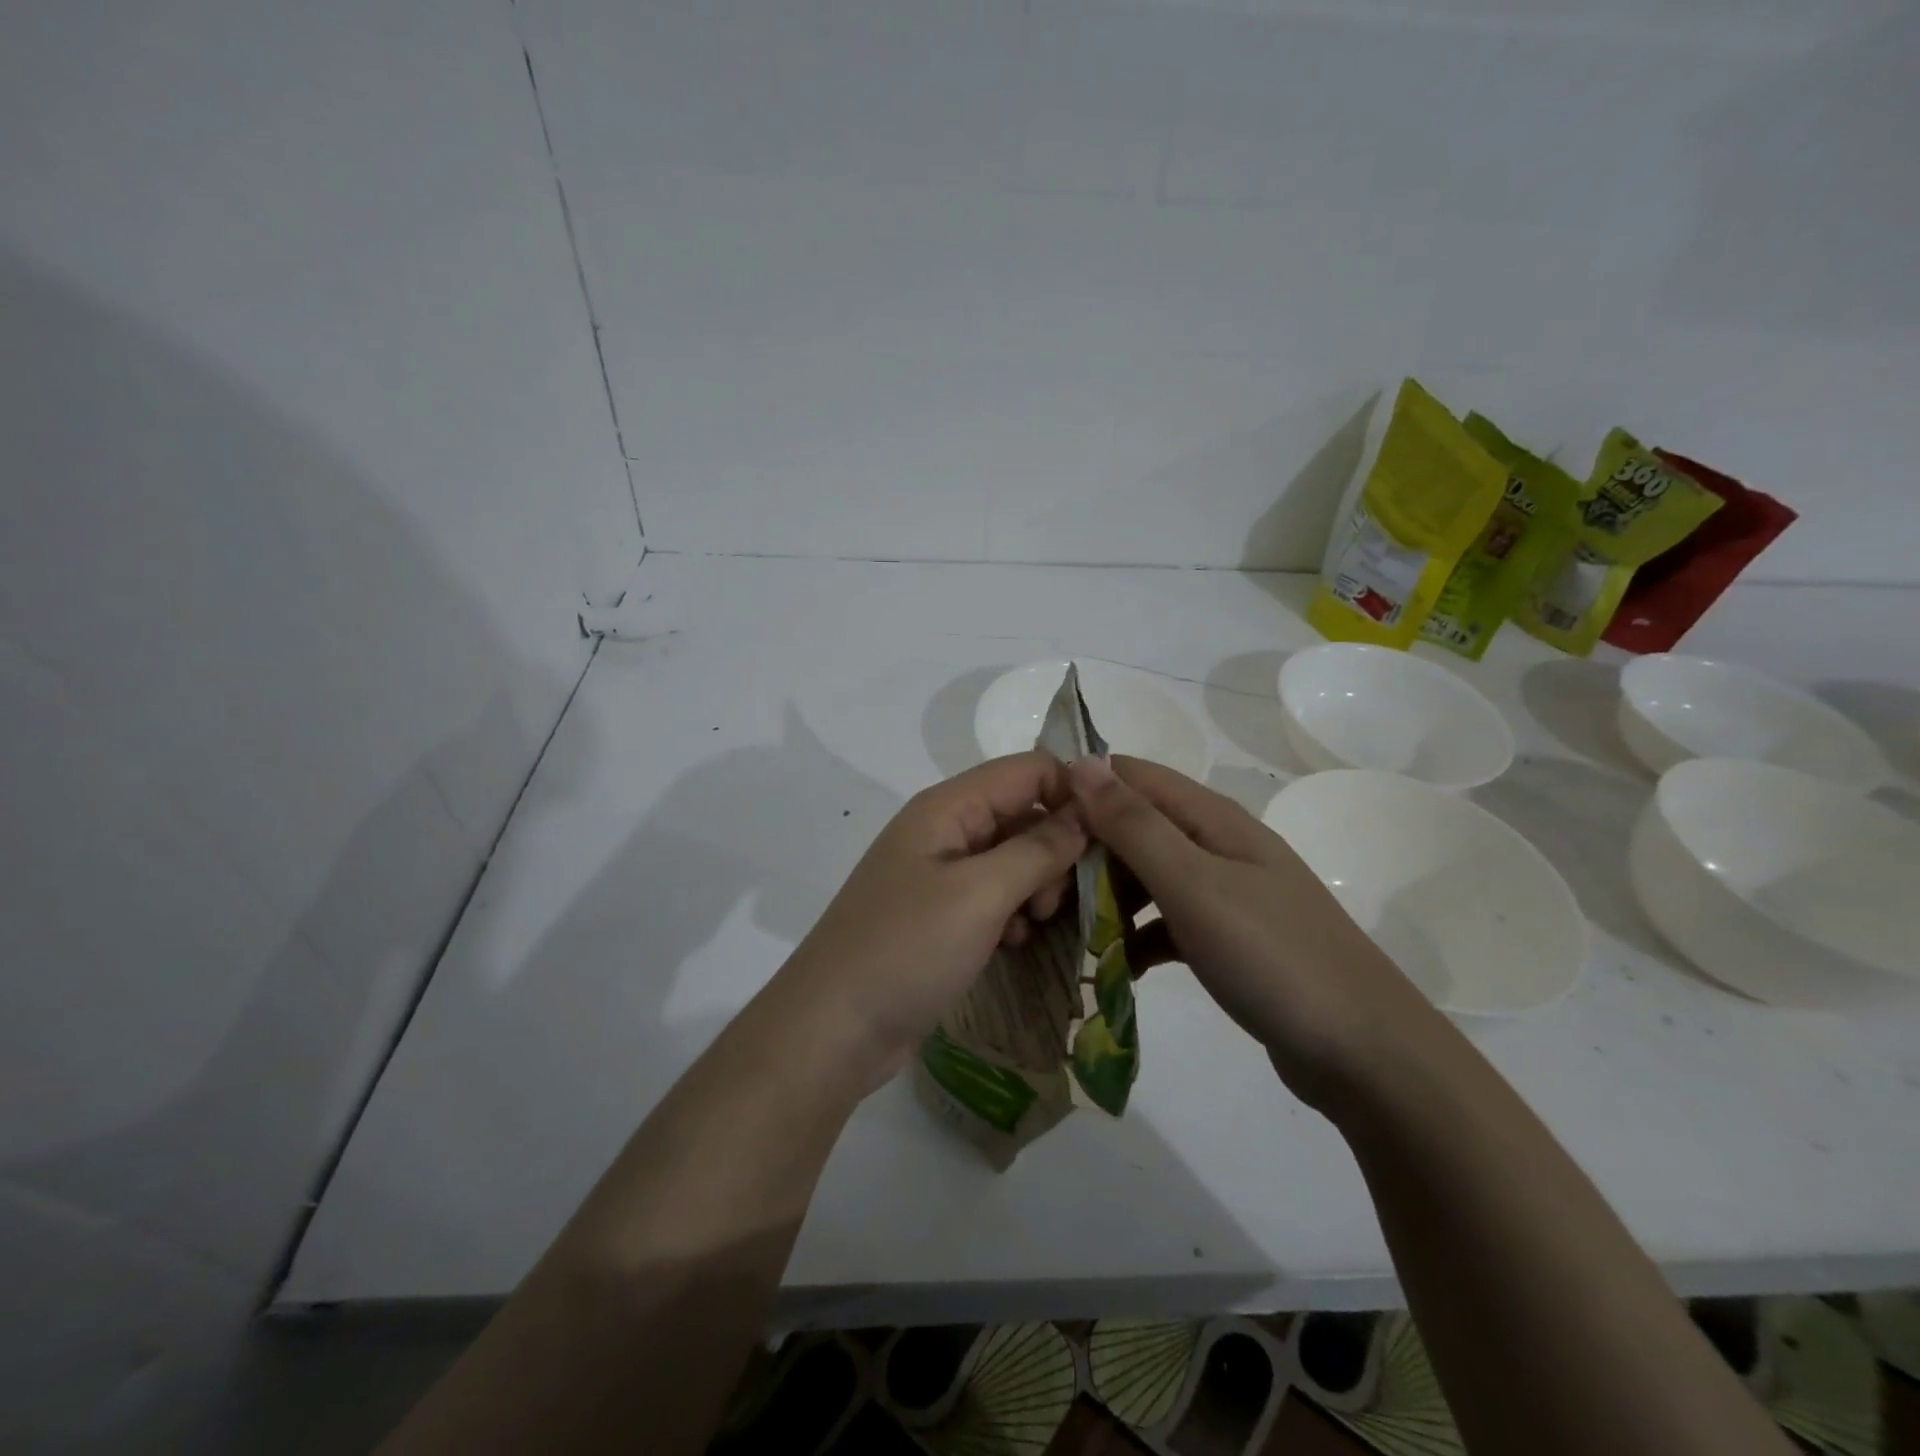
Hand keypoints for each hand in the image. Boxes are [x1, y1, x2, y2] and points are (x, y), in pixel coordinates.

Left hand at [770, 752, 1086, 1095]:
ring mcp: (939, 874)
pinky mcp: (940, 914)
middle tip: (1057, 899)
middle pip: (1022, 813)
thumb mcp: (980, 895)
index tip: (1108, 838)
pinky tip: (1012, 944)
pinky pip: (994, 896)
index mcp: (947, 807)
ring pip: (1012, 858)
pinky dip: (1013, 913)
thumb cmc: (907, 949)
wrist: (834, 1028)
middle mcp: (943, 830)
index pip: (1027, 770)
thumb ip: (1037, 848)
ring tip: (1035, 925)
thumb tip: (1085, 810)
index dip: (1071, 793)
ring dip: (1036, 886)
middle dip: (1054, 849)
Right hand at [1069, 755, 1436, 1105]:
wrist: (1366, 1055)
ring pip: (1145, 877)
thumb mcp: (1193, 885)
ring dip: (1105, 896)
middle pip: (1133, 827)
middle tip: (1040, 893)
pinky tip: (1114, 966)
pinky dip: (1136, 937)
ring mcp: (1224, 893)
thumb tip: (1082, 762)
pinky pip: (1165, 923)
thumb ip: (1134, 824)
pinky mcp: (1226, 938)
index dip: (1079, 789)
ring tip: (1063, 929)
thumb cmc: (1274, 957)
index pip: (1129, 776)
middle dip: (1085, 851)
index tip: (1029, 825)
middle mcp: (1216, 845)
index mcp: (1211, 818)